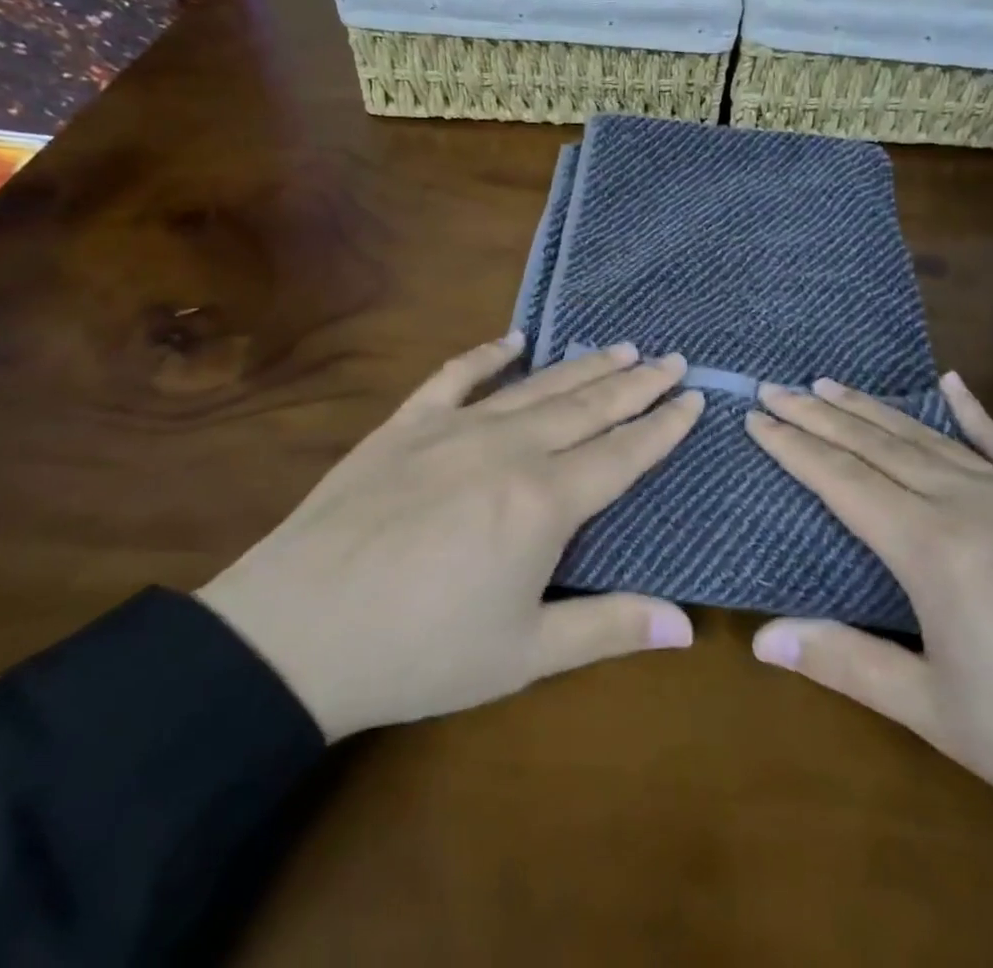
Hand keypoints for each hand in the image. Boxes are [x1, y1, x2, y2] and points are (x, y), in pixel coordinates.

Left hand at [197, 335, 701, 740]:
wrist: (299, 630)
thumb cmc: (420, 651)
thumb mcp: (524, 653)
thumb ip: (608, 628)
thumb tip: (688, 625)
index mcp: (544, 501)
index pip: (622, 453)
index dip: (663, 425)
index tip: (693, 397)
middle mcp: (509, 448)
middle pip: (588, 406)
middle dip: (635, 382)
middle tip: (670, 357)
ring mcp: (455, 427)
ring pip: (536, 387)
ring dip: (582, 365)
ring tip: (619, 346)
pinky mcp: (407, 423)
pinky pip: (457, 376)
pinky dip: (488, 354)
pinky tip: (513, 339)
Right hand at [745, 375, 992, 946]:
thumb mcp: (941, 715)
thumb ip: (848, 663)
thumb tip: (761, 639)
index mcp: (934, 548)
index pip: (842, 479)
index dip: (793, 445)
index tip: (755, 415)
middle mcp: (971, 504)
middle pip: (877, 445)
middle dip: (819, 414)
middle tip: (776, 385)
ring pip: (930, 437)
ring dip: (874, 408)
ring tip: (831, 382)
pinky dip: (973, 411)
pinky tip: (951, 383)